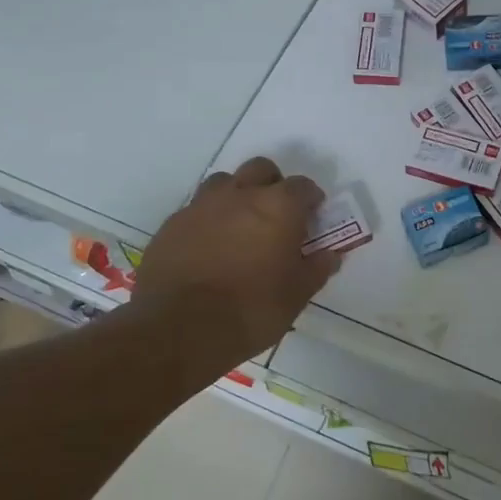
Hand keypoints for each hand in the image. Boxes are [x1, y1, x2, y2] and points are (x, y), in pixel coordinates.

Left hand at [126, 157, 340, 379]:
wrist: (180, 330)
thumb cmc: (252, 309)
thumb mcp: (297, 295)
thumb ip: (316, 268)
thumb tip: (329, 254)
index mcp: (278, 206)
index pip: (303, 186)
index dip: (311, 199)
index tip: (313, 217)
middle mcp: (240, 194)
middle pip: (261, 170)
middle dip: (273, 185)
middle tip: (277, 215)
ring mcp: (201, 206)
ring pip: (224, 183)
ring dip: (237, 195)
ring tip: (240, 227)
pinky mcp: (171, 225)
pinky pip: (196, 210)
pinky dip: (208, 220)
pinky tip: (209, 247)